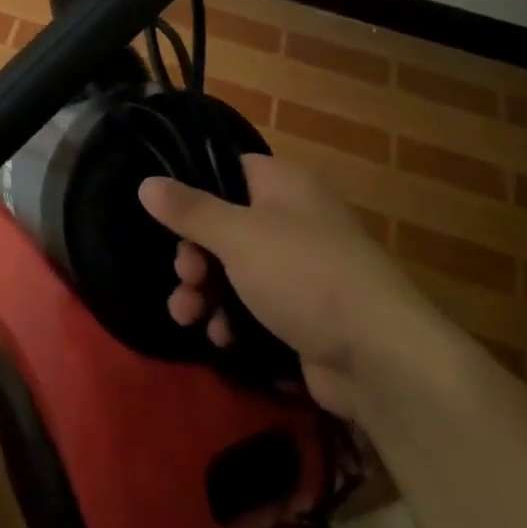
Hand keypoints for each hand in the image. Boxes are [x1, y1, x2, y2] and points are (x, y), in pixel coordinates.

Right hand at [140, 155, 447, 417]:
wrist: (380, 358)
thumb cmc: (304, 275)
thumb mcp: (237, 237)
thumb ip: (190, 210)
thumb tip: (146, 182)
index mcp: (284, 186)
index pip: (230, 170)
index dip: (196, 190)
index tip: (170, 218)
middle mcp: (294, 219)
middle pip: (226, 224)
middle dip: (194, 254)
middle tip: (184, 277)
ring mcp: (301, 268)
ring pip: (236, 268)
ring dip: (205, 291)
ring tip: (187, 316)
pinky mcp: (305, 312)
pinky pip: (256, 304)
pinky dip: (234, 318)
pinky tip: (221, 339)